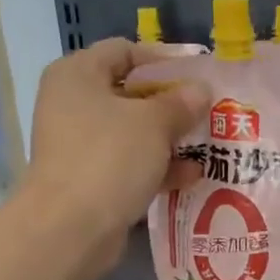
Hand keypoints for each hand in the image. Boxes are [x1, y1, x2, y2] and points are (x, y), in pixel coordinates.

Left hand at [22, 39, 205, 270]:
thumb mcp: (154, 123)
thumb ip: (181, 103)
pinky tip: (192, 176)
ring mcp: (79, 144)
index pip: (125, 51)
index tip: (198, 76)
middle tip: (208, 112)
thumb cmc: (110, 158)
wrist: (70, 228)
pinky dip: (157, 167)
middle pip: (130, 93)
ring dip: (169, 139)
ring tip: (208, 145)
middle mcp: (72, 103)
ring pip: (132, 132)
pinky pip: (128, 163)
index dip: (163, 60)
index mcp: (78, 74)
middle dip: (171, 104)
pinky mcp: (89, 178)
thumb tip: (200, 91)